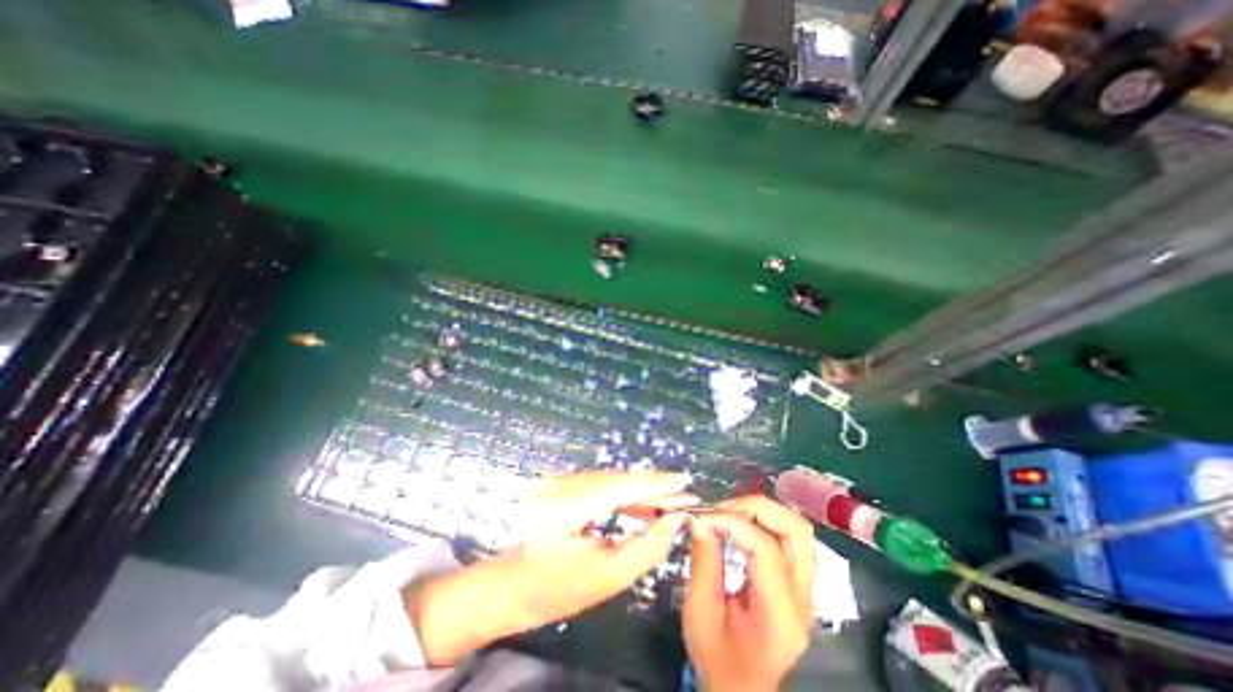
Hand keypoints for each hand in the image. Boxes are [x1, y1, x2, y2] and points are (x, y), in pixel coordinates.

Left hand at [405, 470, 690, 665]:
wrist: (508, 586)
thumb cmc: (553, 590)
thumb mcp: (604, 578)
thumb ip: (644, 549)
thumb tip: (672, 521)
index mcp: (567, 506)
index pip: (622, 485)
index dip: (656, 483)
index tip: (685, 482)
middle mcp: (563, 483)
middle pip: (619, 478)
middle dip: (654, 486)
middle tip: (684, 496)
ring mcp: (560, 480)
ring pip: (612, 479)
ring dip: (641, 489)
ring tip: (669, 502)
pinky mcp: (562, 483)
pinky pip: (601, 484)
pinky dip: (625, 493)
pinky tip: (643, 505)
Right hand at [685, 498, 815, 690]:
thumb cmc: (719, 663)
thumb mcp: (700, 617)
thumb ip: (703, 564)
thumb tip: (698, 520)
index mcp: (781, 614)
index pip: (766, 549)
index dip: (732, 523)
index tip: (702, 518)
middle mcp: (803, 597)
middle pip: (795, 529)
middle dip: (755, 508)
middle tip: (720, 509)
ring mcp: (805, 589)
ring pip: (796, 528)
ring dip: (761, 512)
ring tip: (728, 513)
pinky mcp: (797, 582)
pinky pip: (786, 537)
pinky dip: (762, 521)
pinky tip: (738, 524)